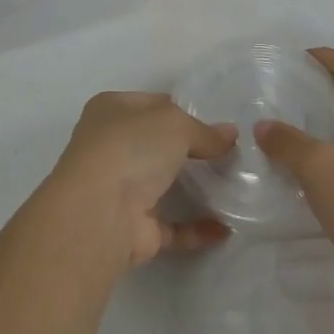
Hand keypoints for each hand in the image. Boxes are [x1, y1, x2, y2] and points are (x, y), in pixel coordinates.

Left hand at [47, 92, 237, 268]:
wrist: (99, 214)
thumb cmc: (130, 148)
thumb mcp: (175, 124)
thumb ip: (204, 131)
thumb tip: (230, 135)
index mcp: (111, 110)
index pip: (152, 104)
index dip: (183, 110)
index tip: (216, 122)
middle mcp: (111, 147)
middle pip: (158, 145)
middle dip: (191, 150)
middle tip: (231, 155)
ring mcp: (120, 190)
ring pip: (163, 185)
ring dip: (195, 189)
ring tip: (234, 187)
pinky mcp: (133, 229)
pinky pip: (172, 226)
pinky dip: (196, 228)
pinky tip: (225, 227)